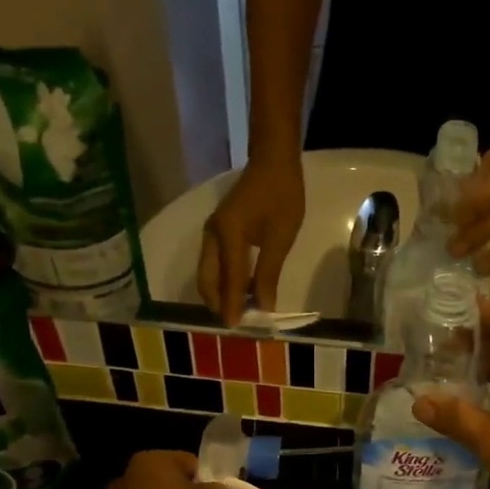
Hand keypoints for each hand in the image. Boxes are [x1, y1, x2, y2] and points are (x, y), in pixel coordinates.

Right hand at [198, 158, 304, 325]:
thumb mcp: (281, 237)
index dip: (233, 306)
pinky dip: (223, 281)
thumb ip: (269, 273)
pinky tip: (241, 291)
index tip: (236, 328)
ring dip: (221, 294)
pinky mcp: (217, 232)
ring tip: (241, 311)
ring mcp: (212, 233)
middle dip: (220, 304)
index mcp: (228, 235)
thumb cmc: (282, 195)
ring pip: (208, 274)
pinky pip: (214, 265)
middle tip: (239, 322)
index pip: (229, 280)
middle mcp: (212, 236)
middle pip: (207, 281)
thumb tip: (264, 306)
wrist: (272, 160)